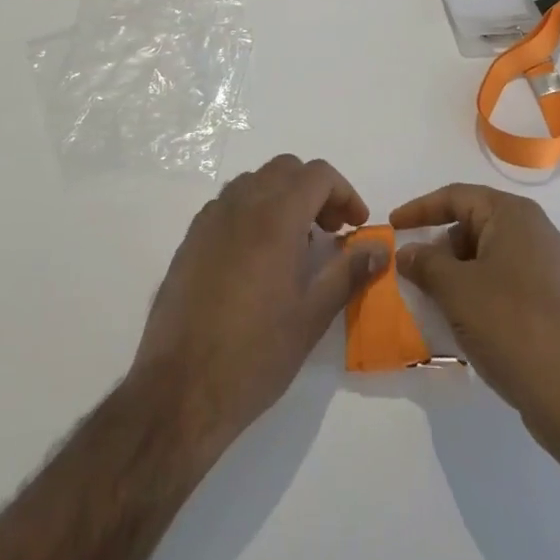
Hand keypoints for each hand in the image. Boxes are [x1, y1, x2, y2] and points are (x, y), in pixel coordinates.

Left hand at [132, 155, 386, 450]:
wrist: (179, 389)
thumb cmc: (255, 354)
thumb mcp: (312, 316)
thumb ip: (349, 272)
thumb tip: (380, 247)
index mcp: (275, 218)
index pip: (318, 175)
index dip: (345, 193)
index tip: (356, 226)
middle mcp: (240, 205)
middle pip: (285, 169)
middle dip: (315, 190)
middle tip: (330, 231)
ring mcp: (210, 219)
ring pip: (254, 182)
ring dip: (282, 197)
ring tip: (295, 245)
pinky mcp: (190, 239)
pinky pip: (228, 204)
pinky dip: (252, 211)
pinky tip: (257, 258)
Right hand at [392, 184, 559, 442]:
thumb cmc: (512, 325)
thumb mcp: (456, 290)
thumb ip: (425, 264)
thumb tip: (408, 252)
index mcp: (514, 215)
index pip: (456, 196)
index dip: (420, 208)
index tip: (392, 226)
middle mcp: (535, 232)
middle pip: (473, 225)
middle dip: (438, 246)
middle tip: (411, 272)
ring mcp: (548, 268)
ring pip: (487, 258)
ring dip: (456, 275)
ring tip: (432, 301)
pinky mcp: (553, 302)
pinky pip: (504, 284)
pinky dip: (477, 294)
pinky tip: (463, 323)